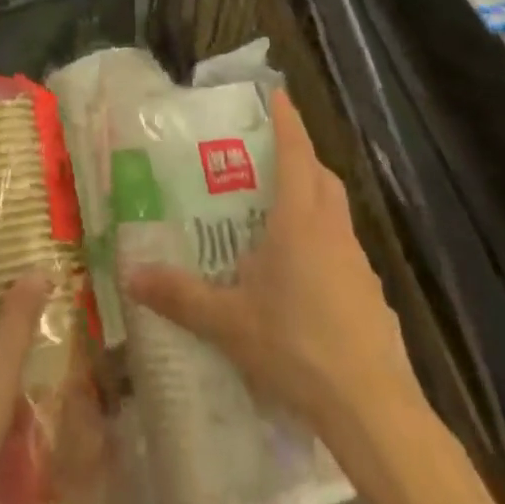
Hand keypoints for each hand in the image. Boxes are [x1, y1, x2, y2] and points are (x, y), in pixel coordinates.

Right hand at [125, 90, 419, 437]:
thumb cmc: (296, 346)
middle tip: (272, 156)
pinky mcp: (373, 298)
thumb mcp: (228, 322)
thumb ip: (180, 296)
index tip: (278, 93)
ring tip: (281, 219)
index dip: (288, 121)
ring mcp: (359, 265)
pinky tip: (305, 281)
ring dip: (315, 202)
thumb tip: (131, 277)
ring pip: (337, 215)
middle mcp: (333, 231)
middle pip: (323, 177)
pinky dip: (325, 247)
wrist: (373, 411)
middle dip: (302, 158)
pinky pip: (345, 254)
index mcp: (300, 220)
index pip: (296, 153)